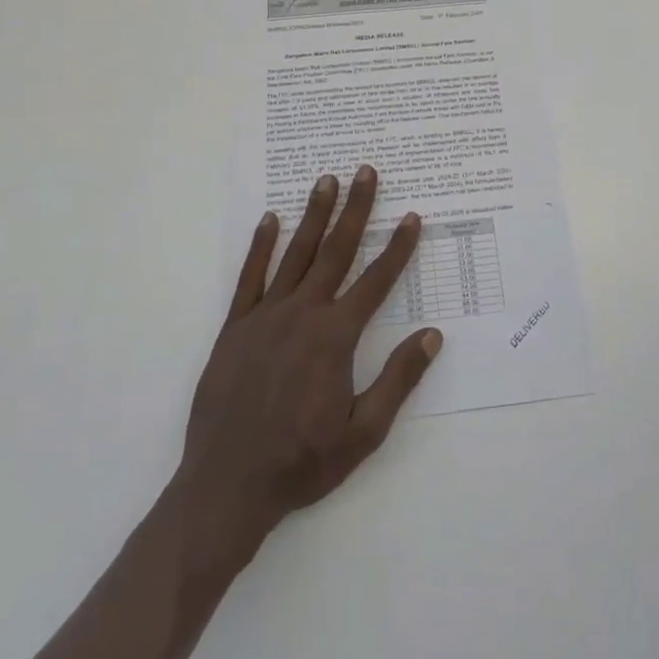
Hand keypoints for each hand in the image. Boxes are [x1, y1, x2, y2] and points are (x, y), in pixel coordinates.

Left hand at [177, 165, 441, 560]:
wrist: (226, 487)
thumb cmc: (301, 463)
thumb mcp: (363, 433)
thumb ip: (398, 379)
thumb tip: (432, 334)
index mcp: (335, 337)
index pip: (375, 281)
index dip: (397, 248)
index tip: (412, 217)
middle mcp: (303, 314)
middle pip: (336, 251)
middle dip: (355, 209)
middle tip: (366, 172)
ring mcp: (265, 316)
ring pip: (296, 254)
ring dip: (314, 215)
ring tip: (327, 180)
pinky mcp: (235, 326)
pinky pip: (250, 277)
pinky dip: (261, 246)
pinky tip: (270, 219)